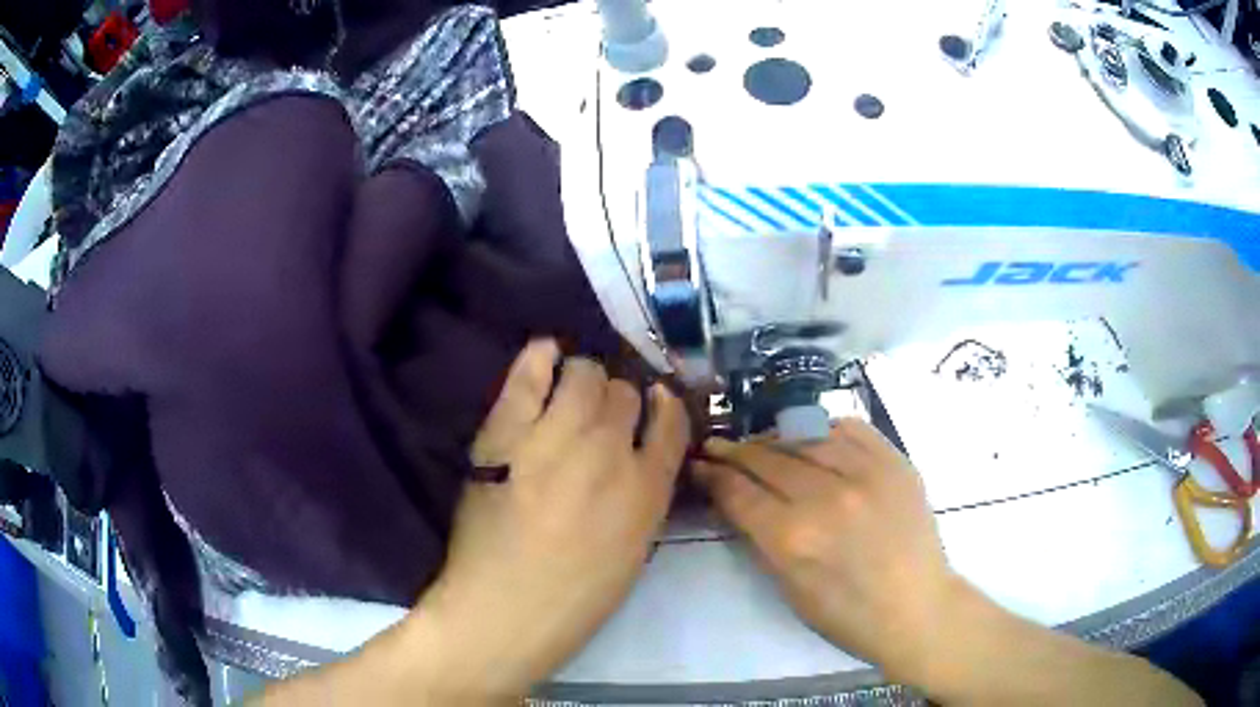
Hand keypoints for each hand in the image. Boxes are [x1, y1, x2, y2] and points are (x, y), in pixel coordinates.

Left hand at [418, 340, 690, 697]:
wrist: (505, 608)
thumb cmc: (576, 595)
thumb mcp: (635, 548)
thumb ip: (644, 494)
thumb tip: (639, 450)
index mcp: (649, 488)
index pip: (672, 420)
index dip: (663, 406)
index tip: (652, 405)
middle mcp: (610, 451)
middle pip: (625, 392)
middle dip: (617, 401)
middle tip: (598, 416)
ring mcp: (556, 436)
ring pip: (584, 374)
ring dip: (583, 380)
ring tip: (569, 395)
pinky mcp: (507, 431)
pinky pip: (530, 373)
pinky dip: (541, 357)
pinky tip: (546, 355)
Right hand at [694, 421, 958, 680]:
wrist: (916, 608)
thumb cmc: (847, 614)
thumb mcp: (789, 588)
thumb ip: (762, 539)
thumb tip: (738, 500)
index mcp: (793, 538)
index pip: (740, 492)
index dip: (713, 475)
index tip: (699, 465)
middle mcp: (826, 497)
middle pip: (767, 459)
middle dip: (735, 451)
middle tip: (717, 446)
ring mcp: (865, 473)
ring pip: (805, 436)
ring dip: (775, 436)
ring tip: (761, 441)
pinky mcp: (894, 462)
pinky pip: (851, 428)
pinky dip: (824, 427)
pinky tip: (811, 433)